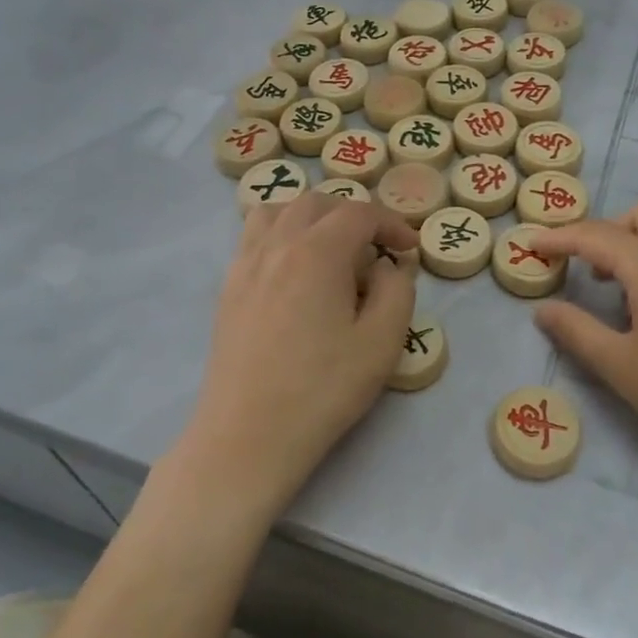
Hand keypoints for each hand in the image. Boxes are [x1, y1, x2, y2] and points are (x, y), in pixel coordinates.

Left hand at [180, 195, 417, 519]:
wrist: (248, 435)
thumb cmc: (322, 389)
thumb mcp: (382, 342)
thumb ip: (396, 290)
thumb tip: (387, 266)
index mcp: (317, 252)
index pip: (359, 214)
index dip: (391, 224)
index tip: (409, 249)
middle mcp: (277, 245)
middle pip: (317, 202)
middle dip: (353, 215)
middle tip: (375, 247)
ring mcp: (245, 264)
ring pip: (279, 210)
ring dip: (312, 216)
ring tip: (331, 246)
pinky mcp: (228, 287)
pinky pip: (254, 235)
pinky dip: (281, 232)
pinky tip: (293, 268)